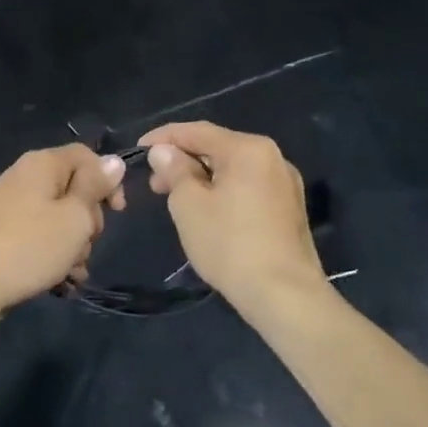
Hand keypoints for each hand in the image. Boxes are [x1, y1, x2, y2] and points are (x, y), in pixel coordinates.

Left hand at [0, 145, 126, 322]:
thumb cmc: (28, 247)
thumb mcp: (74, 218)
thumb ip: (95, 187)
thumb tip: (114, 161)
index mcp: (43, 164)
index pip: (86, 156)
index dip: (108, 180)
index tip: (118, 212)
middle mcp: (26, 177)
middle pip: (74, 190)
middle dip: (88, 221)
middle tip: (85, 244)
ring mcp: (12, 206)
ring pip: (60, 219)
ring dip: (74, 245)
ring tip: (71, 272)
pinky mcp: (4, 233)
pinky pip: (40, 237)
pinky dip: (54, 256)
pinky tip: (61, 282)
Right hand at [140, 121, 325, 310]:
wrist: (284, 295)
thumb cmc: (230, 244)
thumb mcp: (189, 204)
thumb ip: (174, 170)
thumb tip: (163, 151)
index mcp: (248, 148)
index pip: (197, 131)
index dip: (164, 137)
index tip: (138, 149)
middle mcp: (272, 157)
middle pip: (218, 148)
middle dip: (183, 161)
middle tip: (155, 183)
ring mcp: (285, 184)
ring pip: (233, 169)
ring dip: (202, 178)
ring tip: (176, 199)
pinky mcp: (289, 209)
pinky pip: (248, 187)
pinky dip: (223, 191)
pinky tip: (207, 212)